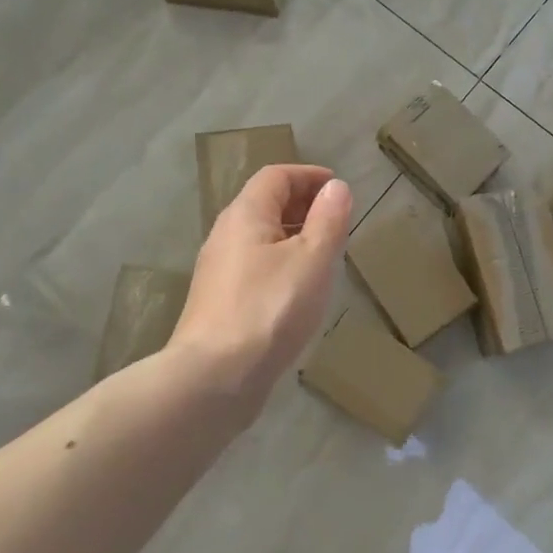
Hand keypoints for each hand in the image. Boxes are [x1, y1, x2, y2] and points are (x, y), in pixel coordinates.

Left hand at [169, 165, 351, 413]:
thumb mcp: (312, 259)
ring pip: (259, 238)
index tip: (338, 188)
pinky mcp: (219, 302)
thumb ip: (328, 220)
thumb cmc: (270, 309)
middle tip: (336, 221)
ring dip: (292, 236)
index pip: (276, 176)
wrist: (214, 377)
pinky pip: (254, 266)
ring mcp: (218, 270)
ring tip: (324, 255)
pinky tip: (298, 290)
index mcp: (245, 215)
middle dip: (302, 204)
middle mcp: (225, 235)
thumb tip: (336, 187)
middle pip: (264, 204)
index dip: (309, 175)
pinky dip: (280, 263)